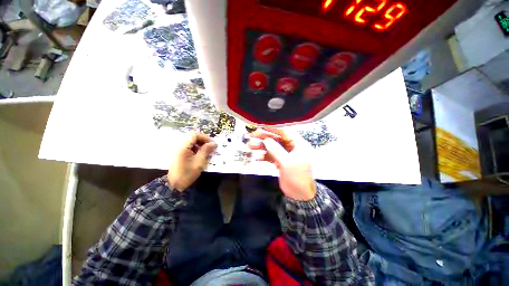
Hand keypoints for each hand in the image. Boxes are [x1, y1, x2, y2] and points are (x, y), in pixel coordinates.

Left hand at [167, 132, 216, 191]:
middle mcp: (178, 145)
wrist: (174, 185)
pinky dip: (195, 147)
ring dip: (199, 143)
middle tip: (210, 147)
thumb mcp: (199, 162)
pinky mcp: (178, 152)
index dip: (205, 137)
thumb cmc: (187, 174)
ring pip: (190, 140)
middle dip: (203, 140)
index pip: (194, 135)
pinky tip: (199, 154)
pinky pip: (187, 145)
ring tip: (206, 151)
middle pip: (192, 136)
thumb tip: (213, 143)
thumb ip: (206, 150)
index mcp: (183, 146)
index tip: (212, 144)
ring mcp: (177, 148)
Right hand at [249, 127, 315, 200]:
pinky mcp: (280, 161)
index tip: (262, 126)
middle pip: (277, 139)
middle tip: (253, 135)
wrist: (299, 195)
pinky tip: (257, 157)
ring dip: (262, 147)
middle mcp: (292, 147)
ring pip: (272, 147)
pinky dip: (264, 156)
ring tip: (251, 146)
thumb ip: (276, 150)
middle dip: (265, 137)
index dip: (273, 129)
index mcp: (298, 145)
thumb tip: (266, 139)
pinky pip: (271, 156)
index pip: (285, 132)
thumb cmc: (297, 177)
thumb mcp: (287, 163)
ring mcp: (285, 155)